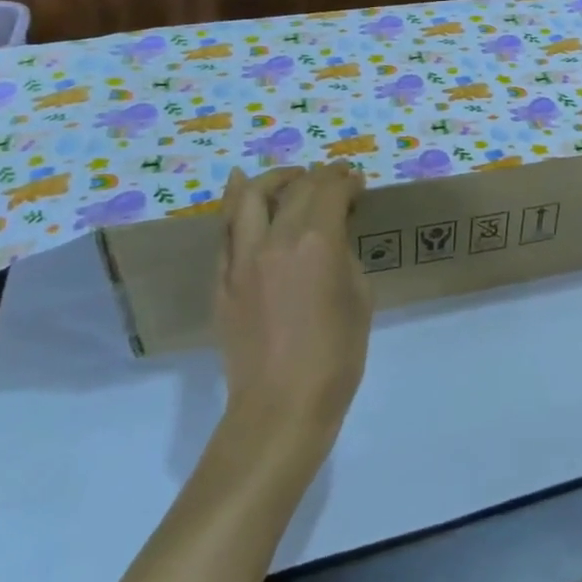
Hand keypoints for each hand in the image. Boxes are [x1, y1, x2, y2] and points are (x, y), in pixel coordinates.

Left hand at [212, 163, 371, 452]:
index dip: (347, 180)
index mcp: (316, 243)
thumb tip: (330, 238)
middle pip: (296, 189)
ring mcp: (241, 259)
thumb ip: (343, 256)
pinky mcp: (222, 279)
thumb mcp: (358, 297)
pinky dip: (237, 204)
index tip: (359, 182)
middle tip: (337, 178)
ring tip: (291, 177)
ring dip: (275, 179)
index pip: (331, 191)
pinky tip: (242, 189)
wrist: (282, 405)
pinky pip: (228, 230)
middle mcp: (275, 240)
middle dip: (320, 176)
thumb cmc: (336, 355)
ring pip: (251, 199)